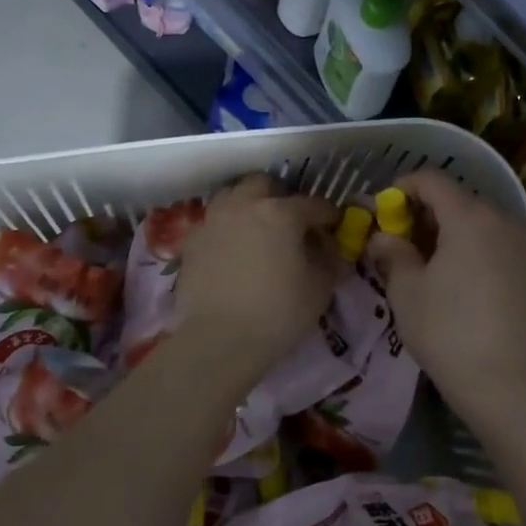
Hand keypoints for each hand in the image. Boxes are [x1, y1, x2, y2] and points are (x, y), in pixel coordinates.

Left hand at [175, 175, 340, 378]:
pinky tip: (232, 251)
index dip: (328, 216)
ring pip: (232, 196)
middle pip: (264, 184)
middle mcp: (244, 206)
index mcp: (280, 212)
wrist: (219, 340)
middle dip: (280, 197)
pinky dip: (226, 229)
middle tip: (290, 223)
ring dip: (248, 205)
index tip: (334, 227)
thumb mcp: (320, 288)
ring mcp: (213, 221)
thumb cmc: (279, 312)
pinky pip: (213, 223)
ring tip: (257, 231)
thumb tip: (330, 249)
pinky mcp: (191, 242)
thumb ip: (329, 260)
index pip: (313, 204)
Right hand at [368, 169, 525, 426]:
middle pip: (459, 199)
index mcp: (469, 217)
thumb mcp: (407, 291)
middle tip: (402, 239)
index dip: (403, 187)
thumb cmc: (448, 331)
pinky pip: (499, 245)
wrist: (509, 384)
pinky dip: (476, 249)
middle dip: (426, 212)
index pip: (432, 181)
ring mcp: (525, 246)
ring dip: (452, 231)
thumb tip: (382, 237)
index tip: (384, 208)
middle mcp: (503, 221)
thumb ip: (392, 253)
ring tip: (429, 262)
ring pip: (481, 223)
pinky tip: (461, 281)